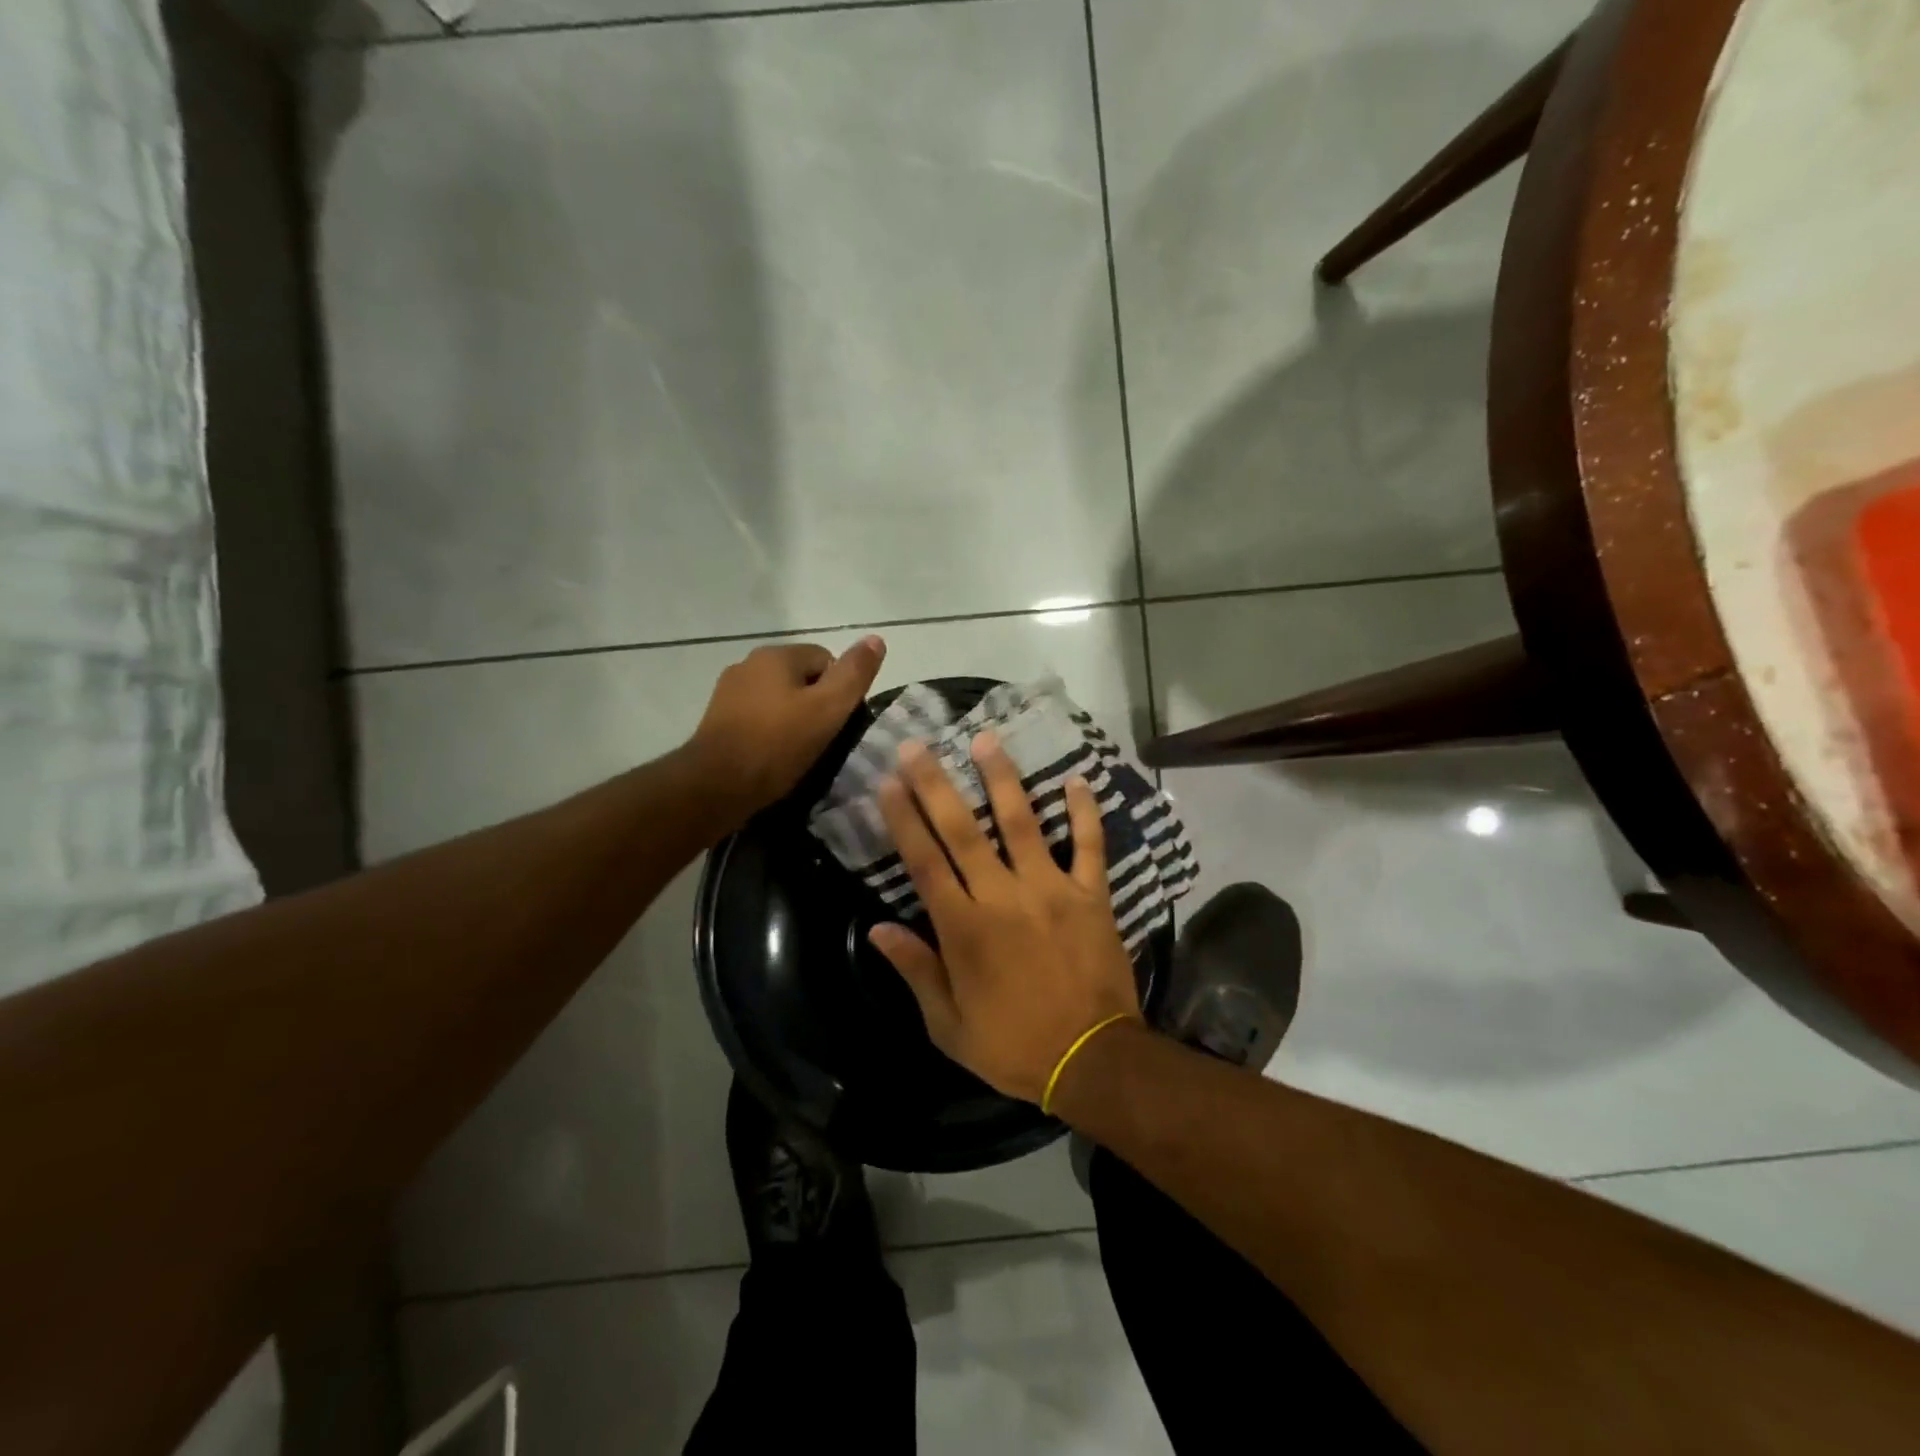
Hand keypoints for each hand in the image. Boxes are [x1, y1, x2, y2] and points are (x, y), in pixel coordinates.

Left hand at [689, 636, 886, 820]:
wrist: (716, 785)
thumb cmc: (778, 744)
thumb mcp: (829, 708)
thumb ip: (854, 674)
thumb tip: (876, 639)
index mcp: (776, 654)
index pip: (826, 659)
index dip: (839, 691)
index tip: (838, 723)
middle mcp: (748, 663)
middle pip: (800, 678)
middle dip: (815, 704)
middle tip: (822, 739)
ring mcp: (728, 691)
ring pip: (778, 698)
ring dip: (791, 718)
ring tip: (798, 751)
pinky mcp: (717, 719)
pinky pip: (757, 717)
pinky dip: (769, 731)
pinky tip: (773, 756)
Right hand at [868, 730, 1140, 1103]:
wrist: (1092, 1060)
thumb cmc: (1013, 1046)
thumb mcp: (949, 1024)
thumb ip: (916, 970)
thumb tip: (878, 929)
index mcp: (964, 928)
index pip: (924, 862)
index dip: (903, 819)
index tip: (888, 782)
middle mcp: (1002, 896)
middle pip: (962, 831)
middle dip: (936, 784)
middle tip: (919, 745)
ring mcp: (1051, 890)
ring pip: (1022, 822)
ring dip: (1002, 779)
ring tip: (986, 739)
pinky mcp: (1092, 895)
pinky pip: (1089, 845)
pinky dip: (1085, 812)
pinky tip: (1078, 779)